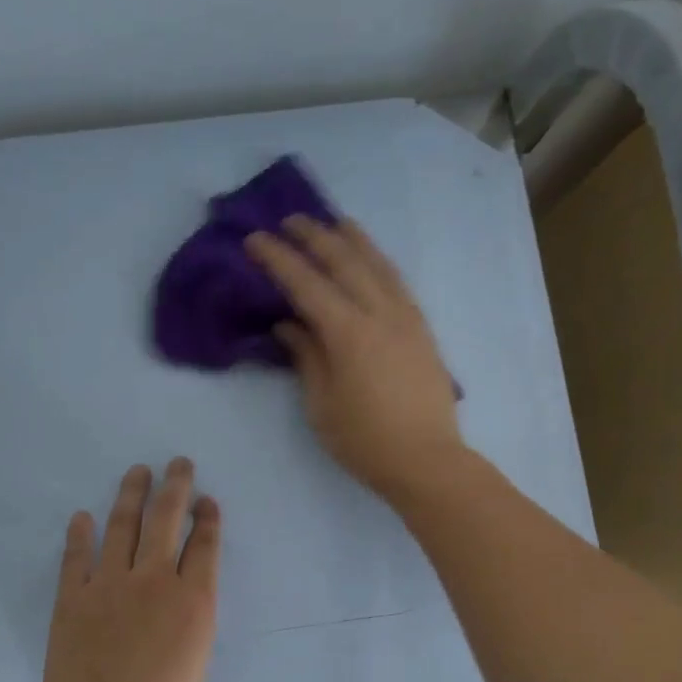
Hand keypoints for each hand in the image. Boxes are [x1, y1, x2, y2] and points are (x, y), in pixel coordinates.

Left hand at [30, 458, 219, 681]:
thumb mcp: (196, 662)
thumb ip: (193, 618)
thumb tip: (185, 590)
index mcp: (193, 601)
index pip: (204, 544)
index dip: (208, 518)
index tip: (207, 501)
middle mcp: (154, 580)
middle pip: (167, 520)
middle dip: (176, 487)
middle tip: (178, 463)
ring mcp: (109, 584)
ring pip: (124, 525)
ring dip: (132, 494)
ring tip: (138, 471)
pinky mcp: (73, 596)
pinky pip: (77, 555)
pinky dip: (80, 533)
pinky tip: (83, 516)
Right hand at [246, 216, 465, 503]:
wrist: (426, 460)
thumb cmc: (364, 441)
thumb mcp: (321, 404)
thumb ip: (306, 357)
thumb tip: (289, 325)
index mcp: (348, 333)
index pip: (306, 284)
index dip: (278, 259)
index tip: (255, 239)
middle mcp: (380, 313)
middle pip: (344, 261)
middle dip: (314, 236)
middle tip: (289, 220)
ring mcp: (407, 318)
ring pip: (377, 264)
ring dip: (352, 239)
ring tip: (333, 223)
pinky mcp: (422, 329)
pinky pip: (396, 281)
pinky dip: (378, 261)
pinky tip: (370, 260)